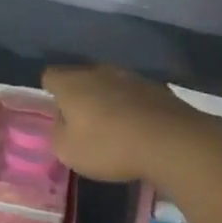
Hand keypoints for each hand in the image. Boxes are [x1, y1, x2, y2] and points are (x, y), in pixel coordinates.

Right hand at [43, 64, 219, 183]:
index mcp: (72, 83)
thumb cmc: (110, 146)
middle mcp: (99, 72)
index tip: (55, 111)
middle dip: (79, 95)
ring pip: (110, 84)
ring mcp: (132, 77)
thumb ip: (58, 132)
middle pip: (81, 77)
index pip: (50, 76)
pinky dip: (132, 107)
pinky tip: (137, 128)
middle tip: (81, 121)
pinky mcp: (158, 88)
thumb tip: (63, 120)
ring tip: (111, 126)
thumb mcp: (68, 151)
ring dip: (107, 100)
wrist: (172, 141)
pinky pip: (135, 95)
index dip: (49, 92)